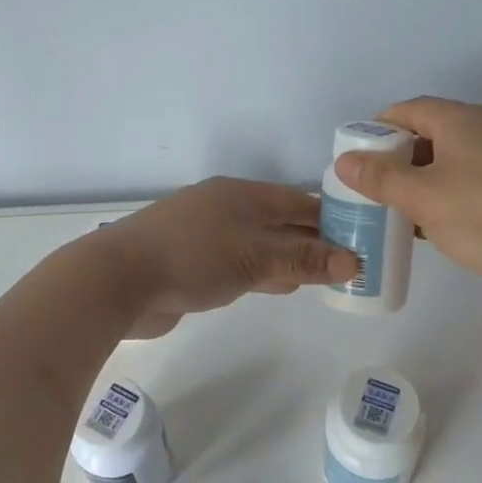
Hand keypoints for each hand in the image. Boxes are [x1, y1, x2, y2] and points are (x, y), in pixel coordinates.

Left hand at [96, 177, 359, 337]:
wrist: (118, 282)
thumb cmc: (192, 257)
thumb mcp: (255, 256)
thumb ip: (303, 259)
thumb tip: (353, 261)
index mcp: (241, 195)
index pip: (298, 202)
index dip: (331, 217)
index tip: (363, 233)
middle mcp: (226, 210)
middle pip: (281, 223)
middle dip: (314, 240)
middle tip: (352, 260)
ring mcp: (207, 238)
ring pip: (262, 246)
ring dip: (292, 260)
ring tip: (328, 275)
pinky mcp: (194, 266)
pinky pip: (242, 266)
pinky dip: (266, 274)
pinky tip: (284, 287)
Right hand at [333, 97, 481, 282]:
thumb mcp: (423, 199)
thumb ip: (380, 179)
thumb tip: (345, 160)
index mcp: (459, 118)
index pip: (405, 110)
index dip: (376, 132)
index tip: (359, 163)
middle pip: (431, 132)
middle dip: (401, 160)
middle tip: (381, 192)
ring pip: (457, 158)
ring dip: (429, 180)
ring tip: (412, 213)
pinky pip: (481, 176)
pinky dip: (458, 192)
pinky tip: (453, 224)